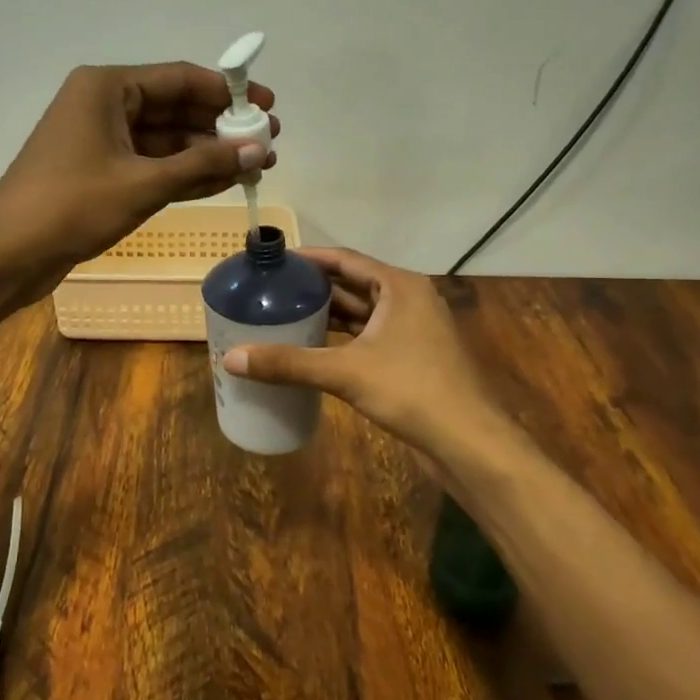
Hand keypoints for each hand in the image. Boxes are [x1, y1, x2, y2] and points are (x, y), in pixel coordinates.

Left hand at [0, 63, 277, 303]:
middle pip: (175, 107)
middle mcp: (104, 105)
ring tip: (256, 165)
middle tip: (268, 142)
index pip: (179, 78)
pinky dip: (184, 173)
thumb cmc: (71, 206)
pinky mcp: (101, 172)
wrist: (8, 254)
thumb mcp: (143, 184)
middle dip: (221, 126)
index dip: (228, 92)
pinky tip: (223, 180)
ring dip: (207, 152)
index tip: (268, 106)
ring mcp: (101, 140)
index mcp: (106, 88)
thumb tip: (259, 150)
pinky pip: (151, 164)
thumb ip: (203, 164)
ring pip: (166, 139)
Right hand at [222, 248, 504, 455]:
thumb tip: (231, 359)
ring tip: (283, 315)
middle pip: (352, 284)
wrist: (468, 441)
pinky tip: (312, 348)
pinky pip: (368, 337)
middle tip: (271, 290)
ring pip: (361, 313)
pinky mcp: (411, 357)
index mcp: (399, 286)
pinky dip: (341, 339)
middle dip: (313, 287)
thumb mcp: (346, 373)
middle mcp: (408, 299)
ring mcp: (412, 330)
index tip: (274, 261)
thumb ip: (289, 363)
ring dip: (327, 314)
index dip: (308, 258)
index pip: (345, 259)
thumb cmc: (412, 390)